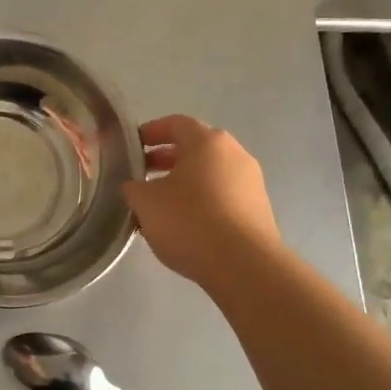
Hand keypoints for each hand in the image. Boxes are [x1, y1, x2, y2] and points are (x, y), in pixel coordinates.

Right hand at [122, 114, 278, 286]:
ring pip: (209, 173)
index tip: (131, 147)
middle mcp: (235, 154)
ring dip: (183, 182)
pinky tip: (183, 224)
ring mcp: (251, 182)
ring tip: (159, 204)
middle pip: (195, 148)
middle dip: (165, 159)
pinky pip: (222, 195)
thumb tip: (134, 186)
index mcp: (207, 142)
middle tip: (141, 175)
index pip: (175, 123)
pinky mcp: (258, 209)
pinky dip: (201, 201)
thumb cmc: (189, 221)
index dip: (150, 132)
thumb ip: (133, 187)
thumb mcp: (145, 202)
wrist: (244, 266)